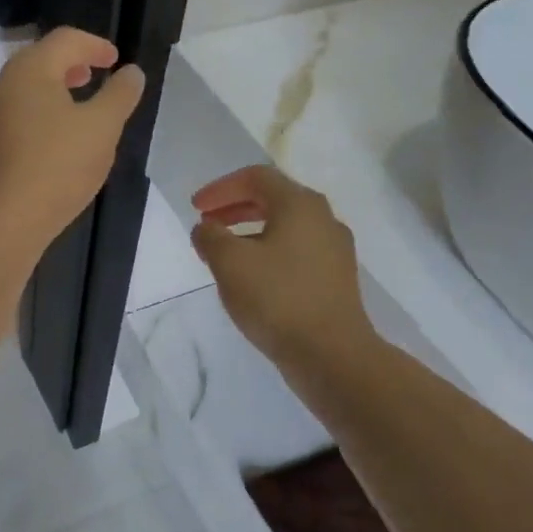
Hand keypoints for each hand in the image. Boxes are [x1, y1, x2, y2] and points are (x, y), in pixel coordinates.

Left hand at [0, 26, 146, 257]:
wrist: (4, 220)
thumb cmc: (57, 167)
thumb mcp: (102, 128)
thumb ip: (120, 95)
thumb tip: (131, 73)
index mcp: (29, 70)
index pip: (65, 40)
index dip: (95, 45)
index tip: (116, 60)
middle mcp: (2, 85)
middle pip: (40, 60)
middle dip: (72, 64)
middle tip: (96, 76)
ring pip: (26, 89)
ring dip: (55, 89)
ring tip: (79, 107)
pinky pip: (17, 115)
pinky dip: (41, 113)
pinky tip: (56, 139)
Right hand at [190, 165, 374, 366]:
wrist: (331, 353)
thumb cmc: (277, 299)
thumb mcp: (230, 264)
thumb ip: (211, 237)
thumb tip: (206, 228)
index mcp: (300, 205)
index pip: (256, 178)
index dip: (220, 188)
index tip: (196, 207)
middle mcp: (323, 218)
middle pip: (274, 198)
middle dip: (235, 207)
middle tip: (207, 223)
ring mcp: (334, 249)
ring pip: (286, 226)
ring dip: (250, 231)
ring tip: (225, 252)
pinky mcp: (336, 277)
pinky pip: (297, 251)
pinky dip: (269, 251)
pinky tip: (253, 277)